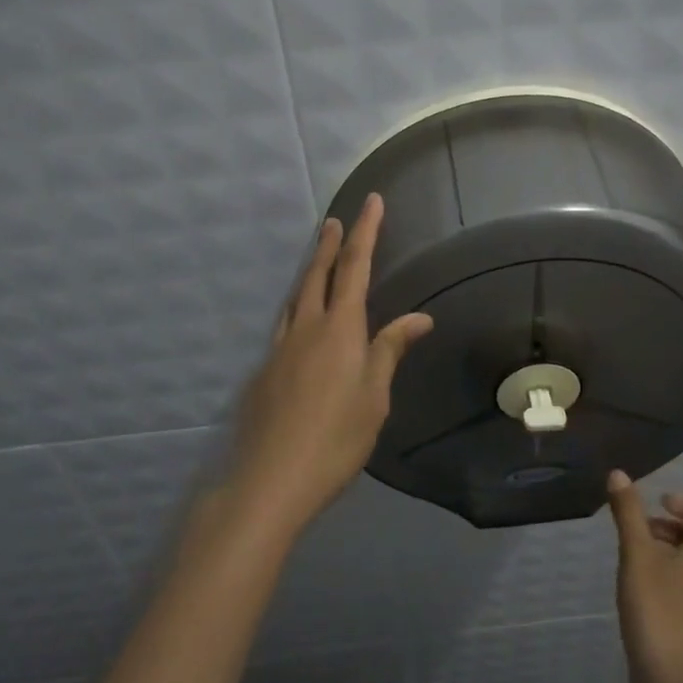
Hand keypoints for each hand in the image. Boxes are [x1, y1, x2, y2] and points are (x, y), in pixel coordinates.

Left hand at [226, 194, 432, 538]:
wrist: (270, 479)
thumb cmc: (336, 439)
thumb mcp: (374, 396)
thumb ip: (390, 350)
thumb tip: (419, 317)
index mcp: (340, 329)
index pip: (355, 268)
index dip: (365, 232)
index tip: (371, 202)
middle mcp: (306, 328)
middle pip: (318, 275)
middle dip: (330, 245)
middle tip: (336, 220)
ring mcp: (279, 348)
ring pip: (296, 297)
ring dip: (310, 272)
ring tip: (318, 259)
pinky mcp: (264, 371)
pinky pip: (284, 325)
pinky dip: (297, 308)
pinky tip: (301, 323)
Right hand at [607, 471, 682, 682]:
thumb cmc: (658, 608)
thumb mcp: (637, 553)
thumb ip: (628, 513)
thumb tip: (618, 474)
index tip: (662, 505)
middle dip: (675, 526)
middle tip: (643, 527)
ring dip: (670, 551)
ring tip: (635, 556)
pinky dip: (670, 577)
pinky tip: (639, 589)